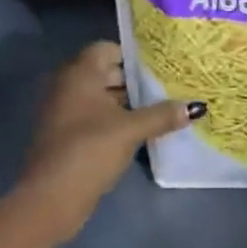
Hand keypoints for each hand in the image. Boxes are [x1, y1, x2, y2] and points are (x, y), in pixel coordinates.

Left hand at [18, 41, 199, 243]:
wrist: (50, 198)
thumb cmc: (89, 150)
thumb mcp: (130, 130)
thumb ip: (162, 115)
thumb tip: (196, 107)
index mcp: (80, 73)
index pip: (108, 49)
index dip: (134, 55)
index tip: (160, 65)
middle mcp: (68, 85)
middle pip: (106, 72)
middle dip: (134, 80)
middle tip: (167, 85)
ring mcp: (64, 111)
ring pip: (101, 97)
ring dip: (126, 103)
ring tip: (160, 108)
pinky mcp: (66, 135)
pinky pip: (94, 116)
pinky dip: (114, 119)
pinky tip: (139, 131)